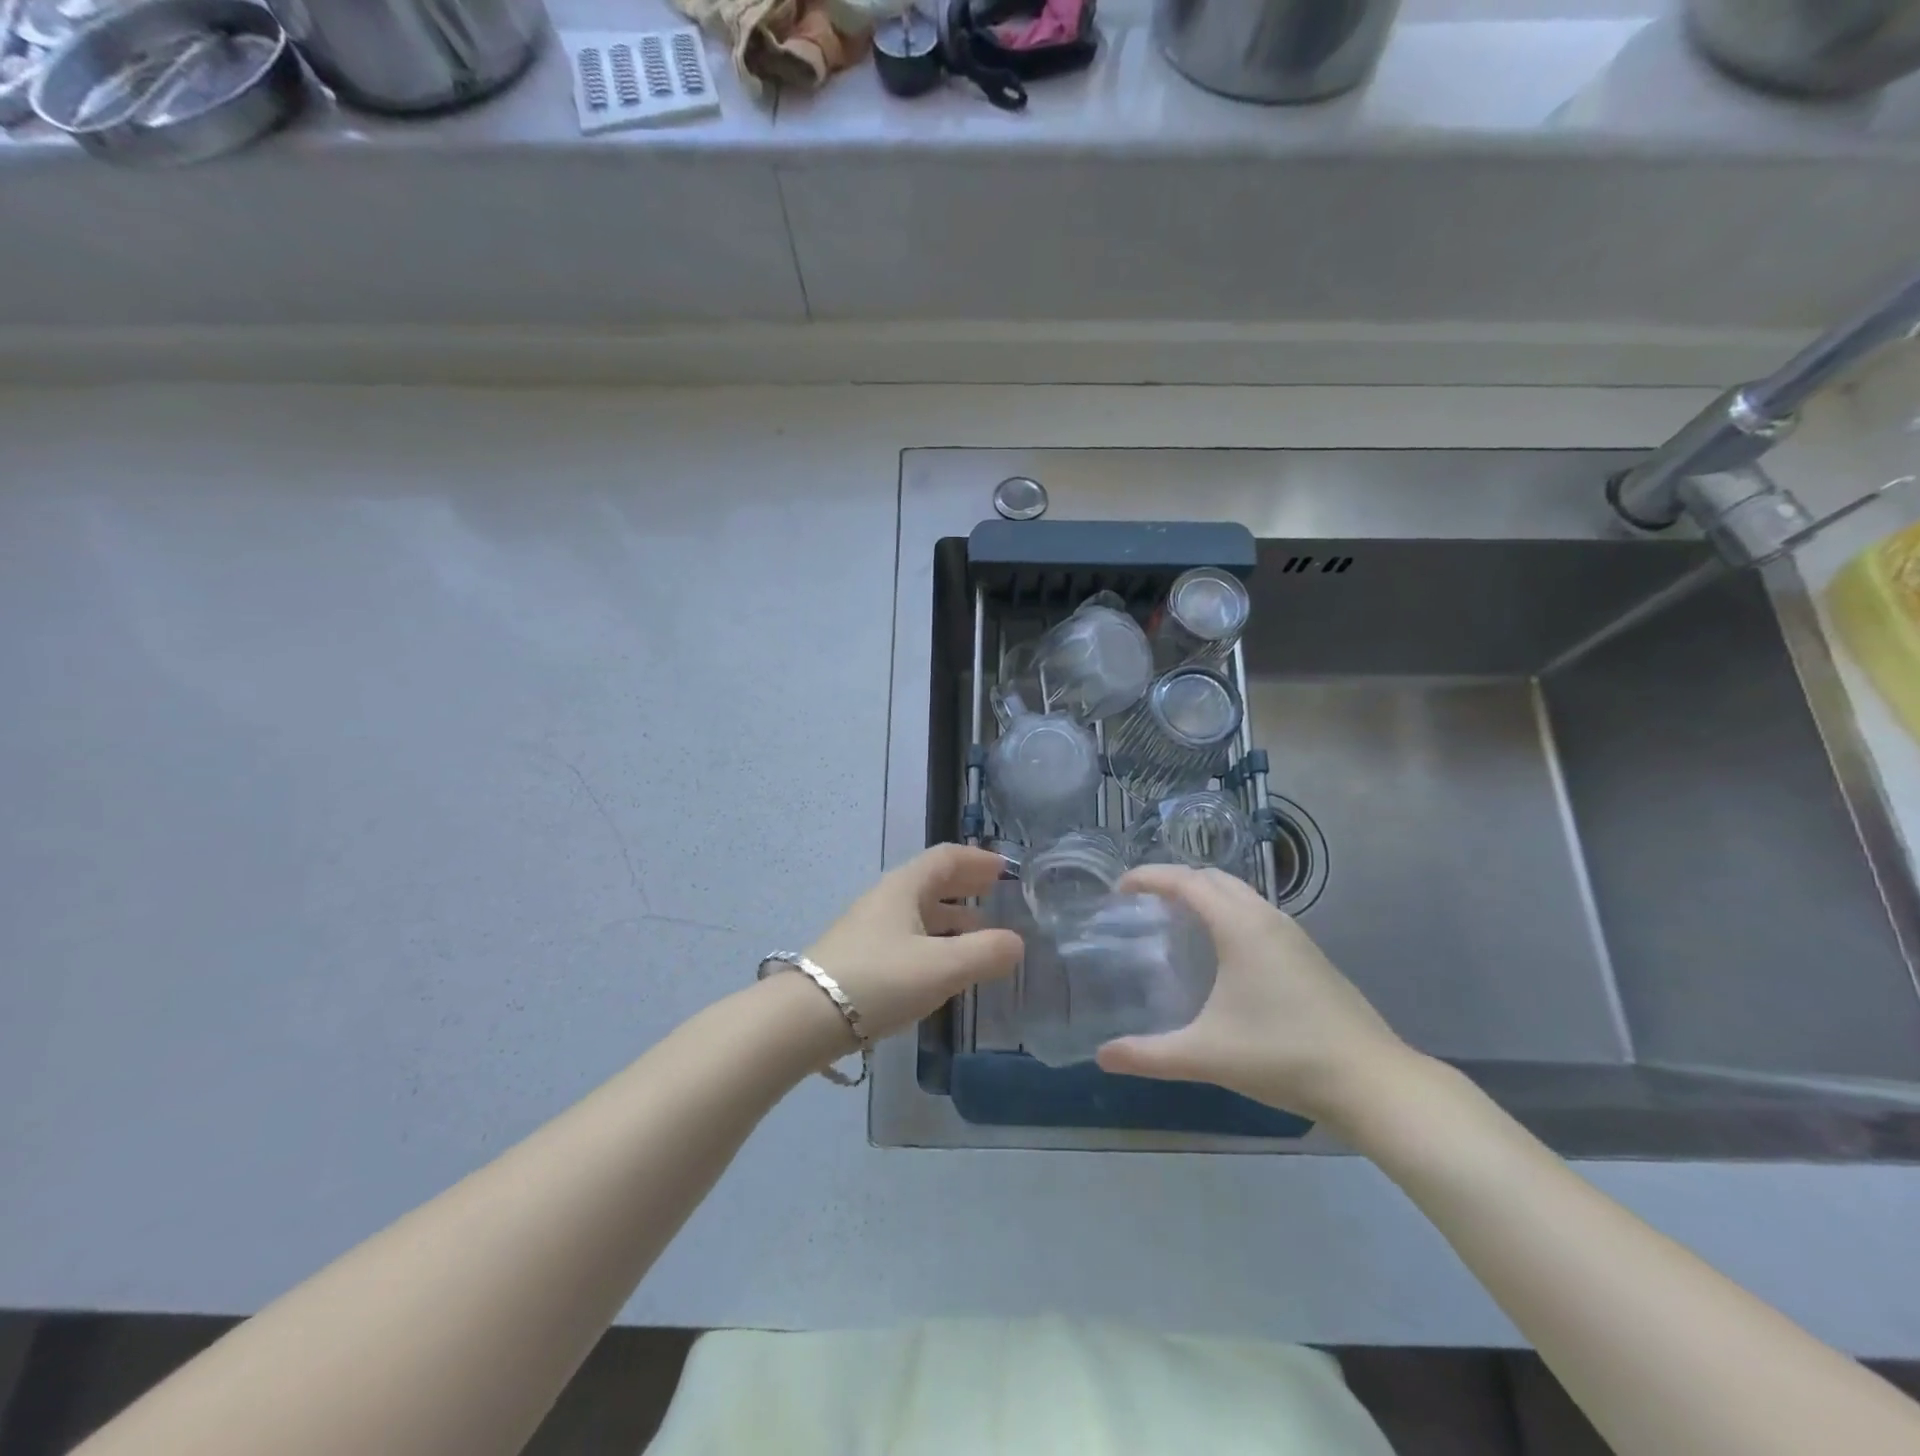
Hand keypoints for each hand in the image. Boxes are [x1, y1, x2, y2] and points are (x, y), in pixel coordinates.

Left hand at [803, 844, 1022, 1042]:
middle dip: (966, 886)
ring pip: (919, 912)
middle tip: (996, 894)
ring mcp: (869, 929)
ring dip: (952, 917)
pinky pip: (907, 937)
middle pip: (931, 882)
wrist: (805, 1018)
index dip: (977, 860)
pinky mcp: (860, 958)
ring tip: (981, 934)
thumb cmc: (879, 980)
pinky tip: (943, 966)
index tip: (1005, 869)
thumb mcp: (942, 967)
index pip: (946, 858)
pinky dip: (934, 941)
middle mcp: (885, 900)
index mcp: (904, 887)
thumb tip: (1016, 943)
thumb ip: (986, 954)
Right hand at [1094, 865, 1416, 1127]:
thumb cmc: (1283, 1056)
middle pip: (1213, 877)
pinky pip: (1257, 913)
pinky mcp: (1309, 954)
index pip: (1186, 881)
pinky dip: (1228, 912)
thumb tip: (1102, 1056)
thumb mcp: (1206, 1055)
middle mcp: (1266, 918)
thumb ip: (1149, 1054)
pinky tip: (1222, 951)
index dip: (1149, 877)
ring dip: (1206, 894)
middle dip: (1175, 879)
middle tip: (1144, 901)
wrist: (1372, 1081)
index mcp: (1239, 927)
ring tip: (1177, 919)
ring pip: (1240, 894)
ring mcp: (1294, 934)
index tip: (1119, 887)